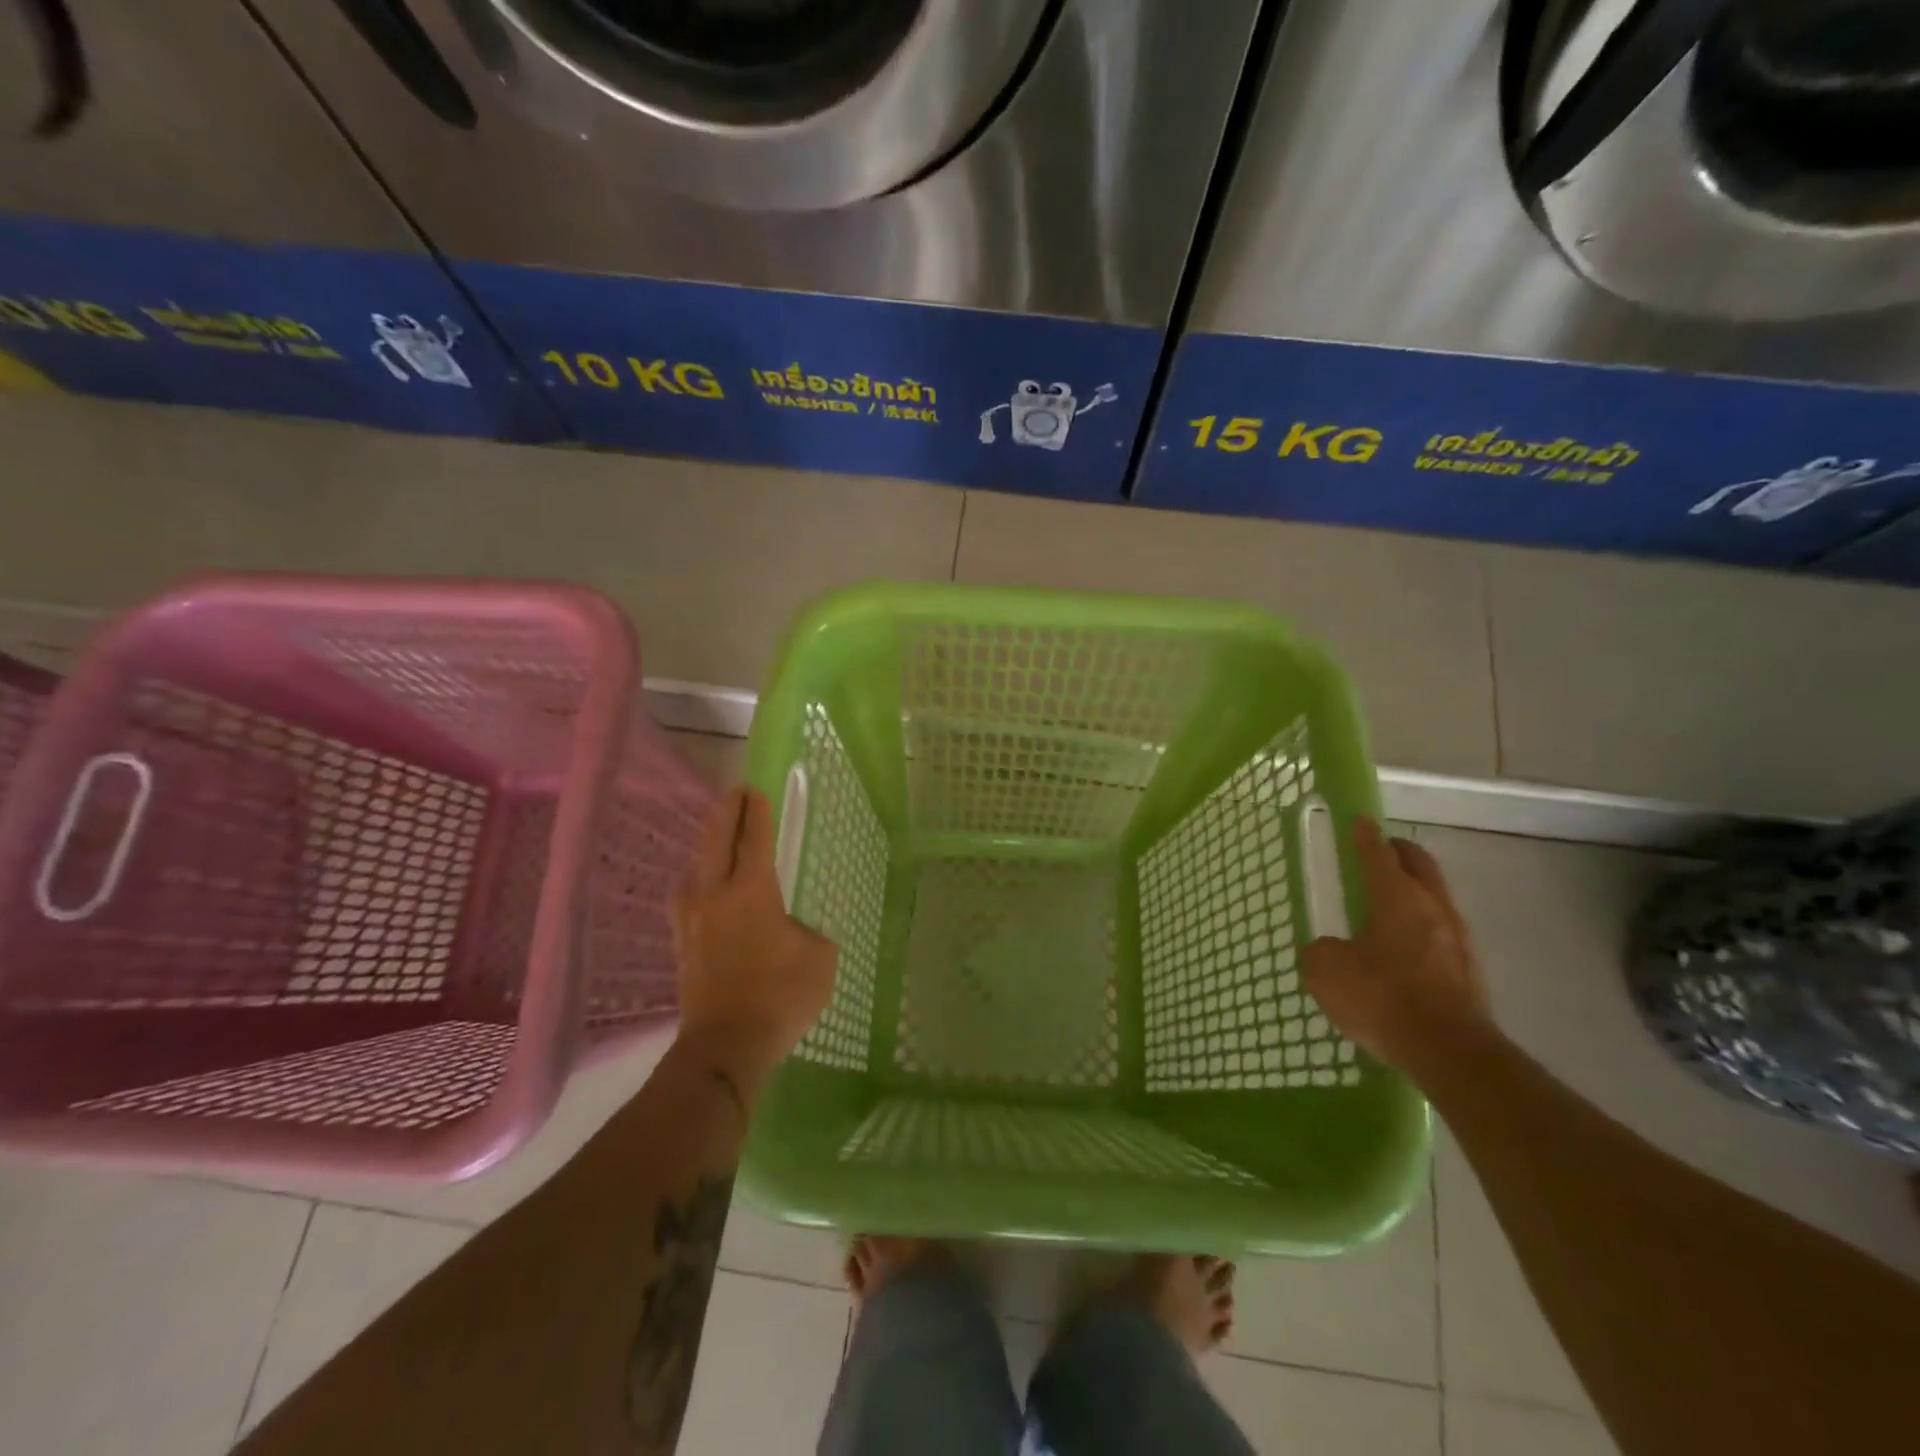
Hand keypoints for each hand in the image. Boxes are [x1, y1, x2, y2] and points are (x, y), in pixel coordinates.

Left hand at [671, 786, 836, 1098]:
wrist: (725, 1046)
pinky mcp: (681, 940)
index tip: (756, 790)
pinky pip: (688, 892)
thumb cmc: (780, 996)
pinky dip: (698, 874)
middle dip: (727, 812)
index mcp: (752, 891)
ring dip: (709, 843)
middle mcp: (715, 894)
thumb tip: (788, 929)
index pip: (753, 838)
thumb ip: (806, 931)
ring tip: (720, 835)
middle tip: (736, 794)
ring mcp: (691, 917)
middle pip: (716, 840)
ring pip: (696, 865)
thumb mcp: (819, 957)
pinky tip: (704, 883)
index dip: (756, 812)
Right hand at [1301, 817, 1494, 1075]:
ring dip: (1415, 891)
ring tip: (1389, 901)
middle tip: (1381, 849)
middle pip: (1419, 865)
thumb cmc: (1383, 998)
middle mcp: (1432, 908)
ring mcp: (1458, 940)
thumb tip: (1329, 950)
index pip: (1378, 854)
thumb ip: (1321, 951)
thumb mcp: (1326, 972)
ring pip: (1435, 898)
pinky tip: (1404, 948)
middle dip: (1399, 852)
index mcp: (1396, 897)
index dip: (1365, 835)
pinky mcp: (1469, 971)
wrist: (1450, 1052)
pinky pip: (1442, 933)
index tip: (1360, 820)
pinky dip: (1422, 927)